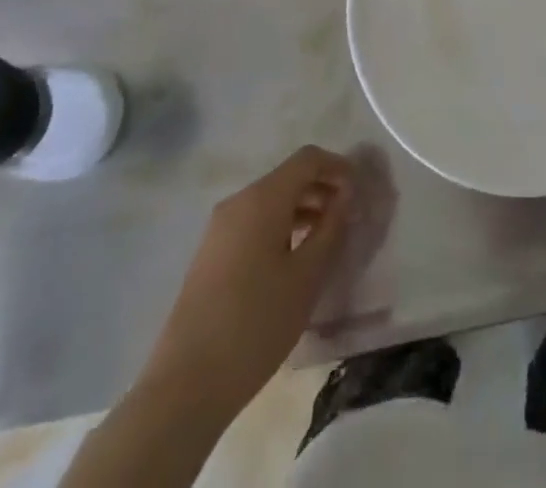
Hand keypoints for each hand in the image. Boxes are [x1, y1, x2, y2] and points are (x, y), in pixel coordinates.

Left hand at [142, 146, 352, 412]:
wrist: (185, 386)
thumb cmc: (256, 324)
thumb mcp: (307, 276)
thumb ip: (331, 228)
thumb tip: (345, 196)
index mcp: (262, 199)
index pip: (307, 159)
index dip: (338, 166)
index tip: (360, 190)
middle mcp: (238, 202)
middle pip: (288, 178)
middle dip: (321, 188)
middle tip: (348, 215)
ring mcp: (219, 229)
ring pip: (270, 201)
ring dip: (302, 209)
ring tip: (326, 238)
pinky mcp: (210, 254)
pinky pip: (253, 223)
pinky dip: (280, 226)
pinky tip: (293, 259)